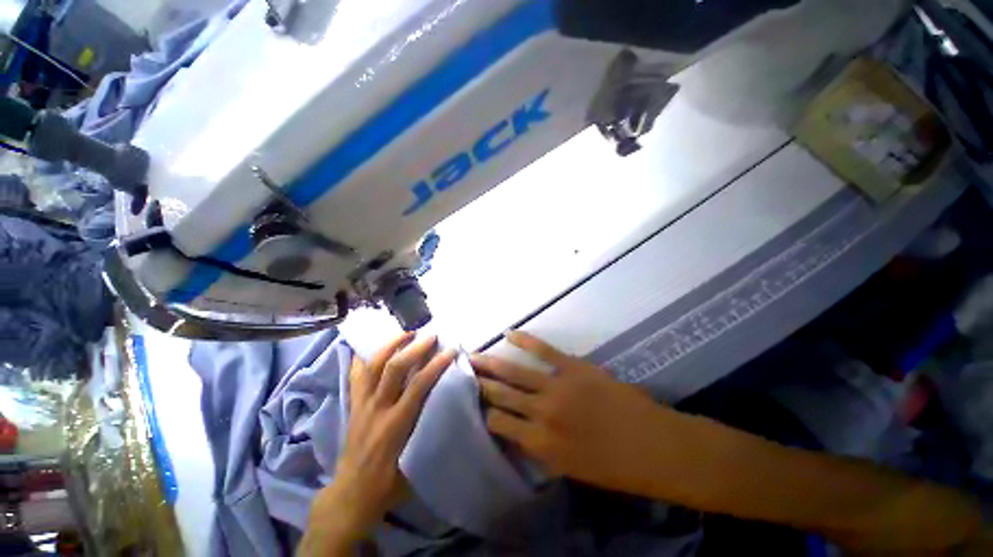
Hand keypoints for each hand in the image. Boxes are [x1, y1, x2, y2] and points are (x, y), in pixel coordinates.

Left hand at [302, 334, 455, 554]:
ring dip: (390, 345)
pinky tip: (367, 348)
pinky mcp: (353, 406)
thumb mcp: (416, 462)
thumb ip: (429, 430)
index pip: (419, 386)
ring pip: (373, 366)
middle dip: (414, 348)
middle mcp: (377, 408)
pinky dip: (361, 359)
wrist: (351, 494)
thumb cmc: (389, 483)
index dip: (436, 365)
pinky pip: (355, 376)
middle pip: (394, 369)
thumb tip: (447, 406)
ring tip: (406, 333)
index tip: (451, 351)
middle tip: (430, 336)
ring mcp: (362, 405)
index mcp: (396, 424)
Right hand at [470, 331, 677, 495]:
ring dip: (490, 363)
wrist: (653, 445)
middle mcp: (541, 413)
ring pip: (514, 372)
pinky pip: (543, 350)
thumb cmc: (614, 466)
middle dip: (479, 383)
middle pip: (500, 394)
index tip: (473, 403)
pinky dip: (524, 340)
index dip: (483, 412)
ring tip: (472, 356)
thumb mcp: (569, 468)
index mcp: (540, 443)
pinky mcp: (573, 367)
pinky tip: (508, 333)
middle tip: (461, 373)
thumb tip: (518, 431)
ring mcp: (556, 386)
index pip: (498, 423)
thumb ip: (540, 448)